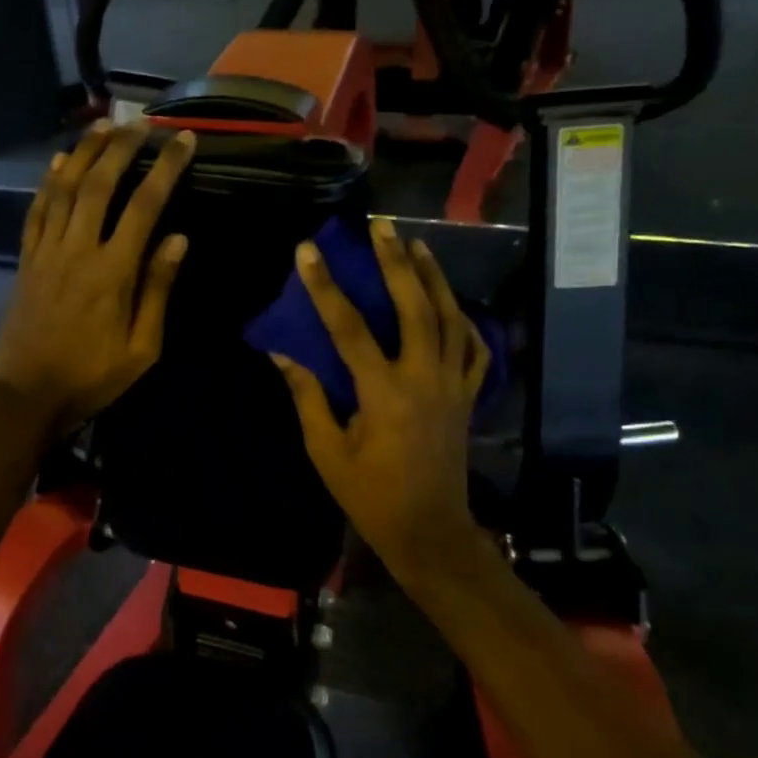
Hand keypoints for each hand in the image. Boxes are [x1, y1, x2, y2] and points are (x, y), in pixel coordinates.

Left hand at [0, 122, 195, 433]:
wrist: (27, 395)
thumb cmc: (92, 377)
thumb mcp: (142, 348)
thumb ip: (158, 289)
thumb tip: (178, 238)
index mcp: (113, 272)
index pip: (145, 206)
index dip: (167, 168)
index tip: (184, 140)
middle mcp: (78, 249)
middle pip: (100, 184)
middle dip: (122, 147)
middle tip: (141, 121)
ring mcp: (46, 251)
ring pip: (64, 189)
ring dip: (84, 153)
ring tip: (103, 125)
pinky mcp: (26, 260)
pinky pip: (36, 211)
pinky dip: (48, 182)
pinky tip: (59, 162)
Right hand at [270, 218, 489, 577]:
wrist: (429, 530)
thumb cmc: (369, 495)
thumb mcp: (327, 451)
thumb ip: (307, 398)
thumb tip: (282, 354)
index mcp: (383, 395)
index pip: (350, 329)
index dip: (326, 288)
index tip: (308, 252)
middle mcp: (424, 380)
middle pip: (415, 308)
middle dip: (396, 263)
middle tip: (381, 226)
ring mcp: (453, 387)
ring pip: (452, 320)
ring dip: (435, 278)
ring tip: (417, 245)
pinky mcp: (468, 398)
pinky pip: (475, 350)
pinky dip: (465, 321)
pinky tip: (452, 303)